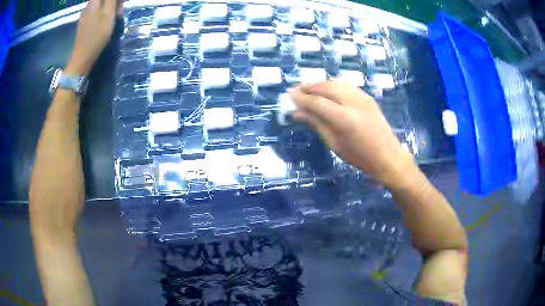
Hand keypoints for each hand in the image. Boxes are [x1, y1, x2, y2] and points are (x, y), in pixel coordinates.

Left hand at [66, 0, 121, 75]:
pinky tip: (104, 23)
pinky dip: (101, 15)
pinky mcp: (83, 25)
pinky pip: (94, 14)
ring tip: (114, 17)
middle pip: (101, 0)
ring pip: (98, 6)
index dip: (115, 0)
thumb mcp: (109, 14)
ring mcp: (84, 17)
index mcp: (94, 3)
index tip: (120, 4)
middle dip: (112, 3)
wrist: (83, 57)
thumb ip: (111, 1)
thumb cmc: (97, 35)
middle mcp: (88, 7)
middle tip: (119, 10)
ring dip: (107, 9)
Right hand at [290, 80, 416, 187]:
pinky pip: (346, 84)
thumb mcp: (334, 144)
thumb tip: (297, 113)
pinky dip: (332, 85)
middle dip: (308, 87)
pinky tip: (327, 91)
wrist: (388, 156)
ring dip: (320, 84)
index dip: (301, 98)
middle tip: (295, 91)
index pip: (316, 102)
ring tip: (308, 90)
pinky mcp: (367, 96)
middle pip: (325, 87)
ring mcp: (362, 97)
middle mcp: (353, 102)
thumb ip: (316, 124)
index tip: (289, 96)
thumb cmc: (359, 156)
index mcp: (344, 119)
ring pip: (336, 82)